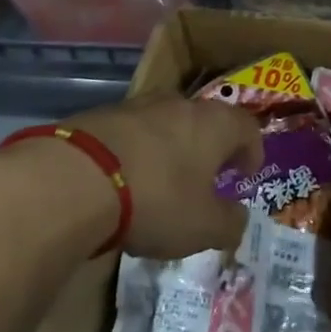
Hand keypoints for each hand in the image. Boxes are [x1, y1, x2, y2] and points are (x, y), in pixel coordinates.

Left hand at [54, 89, 262, 259]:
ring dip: (173, 147)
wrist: (78, 177)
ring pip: (168, 123)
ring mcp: (140, 105)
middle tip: (209, 177)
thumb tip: (239, 218)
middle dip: (211, 147)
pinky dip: (139, 151)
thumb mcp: (203, 227)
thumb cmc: (157, 199)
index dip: (252, 150)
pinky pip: (134, 132)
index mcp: (214, 124)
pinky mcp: (104, 115)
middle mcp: (181, 104)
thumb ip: (229, 223)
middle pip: (207, 120)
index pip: (247, 127)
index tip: (246, 174)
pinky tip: (128, 179)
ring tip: (166, 179)